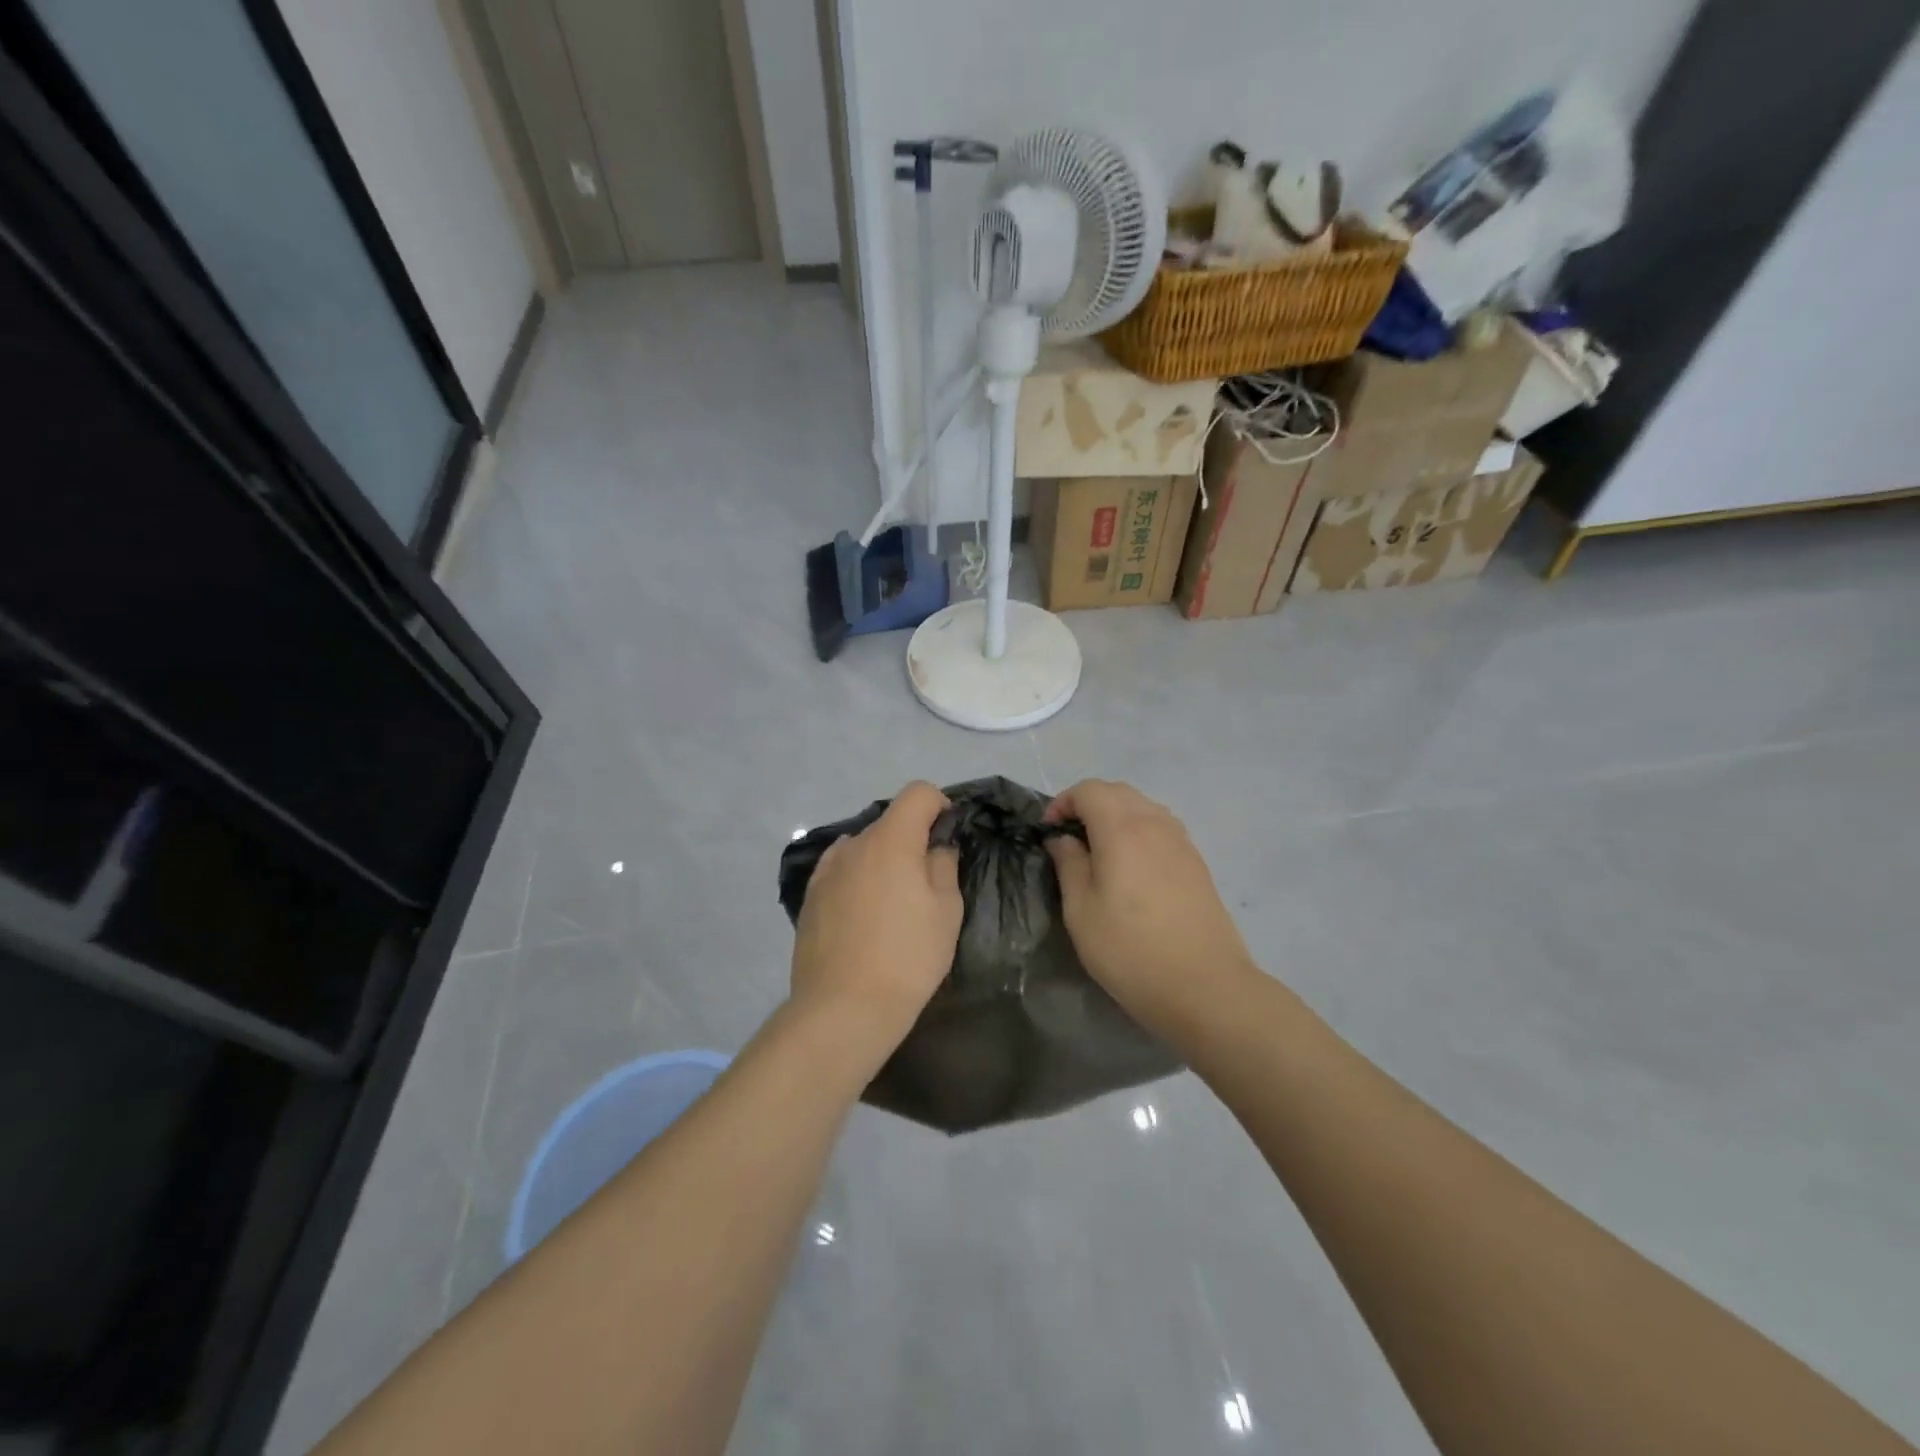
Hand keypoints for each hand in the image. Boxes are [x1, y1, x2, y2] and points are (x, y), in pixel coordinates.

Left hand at [791, 782, 962, 1057]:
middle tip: (926, 883)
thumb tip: (936, 847)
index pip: (918, 793)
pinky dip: (858, 880)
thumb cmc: (907, 957)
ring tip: (892, 904)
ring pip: (864, 848)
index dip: (940, 806)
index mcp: (890, 840)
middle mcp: (853, 844)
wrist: (843, 1008)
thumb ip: (944, 865)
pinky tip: (864, 918)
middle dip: (912, 840)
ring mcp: (826, 870)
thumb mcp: (946, 911)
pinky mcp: (810, 897)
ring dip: (882, 861)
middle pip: (890, 823)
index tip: (948, 837)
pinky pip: (842, 872)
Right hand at [1044, 780, 1256, 1035]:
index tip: (1049, 833)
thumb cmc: (1130, 950)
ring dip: (1115, 816)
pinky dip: (1138, 831)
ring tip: (1099, 853)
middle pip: (1118, 792)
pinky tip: (1131, 868)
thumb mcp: (1081, 911)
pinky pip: (1161, 828)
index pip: (1088, 790)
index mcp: (1122, 828)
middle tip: (1069, 840)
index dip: (1063, 802)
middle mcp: (1155, 823)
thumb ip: (1069, 865)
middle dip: (1088, 805)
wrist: (1205, 987)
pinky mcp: (1197, 862)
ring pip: (1143, 807)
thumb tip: (1062, 839)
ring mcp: (1181, 841)